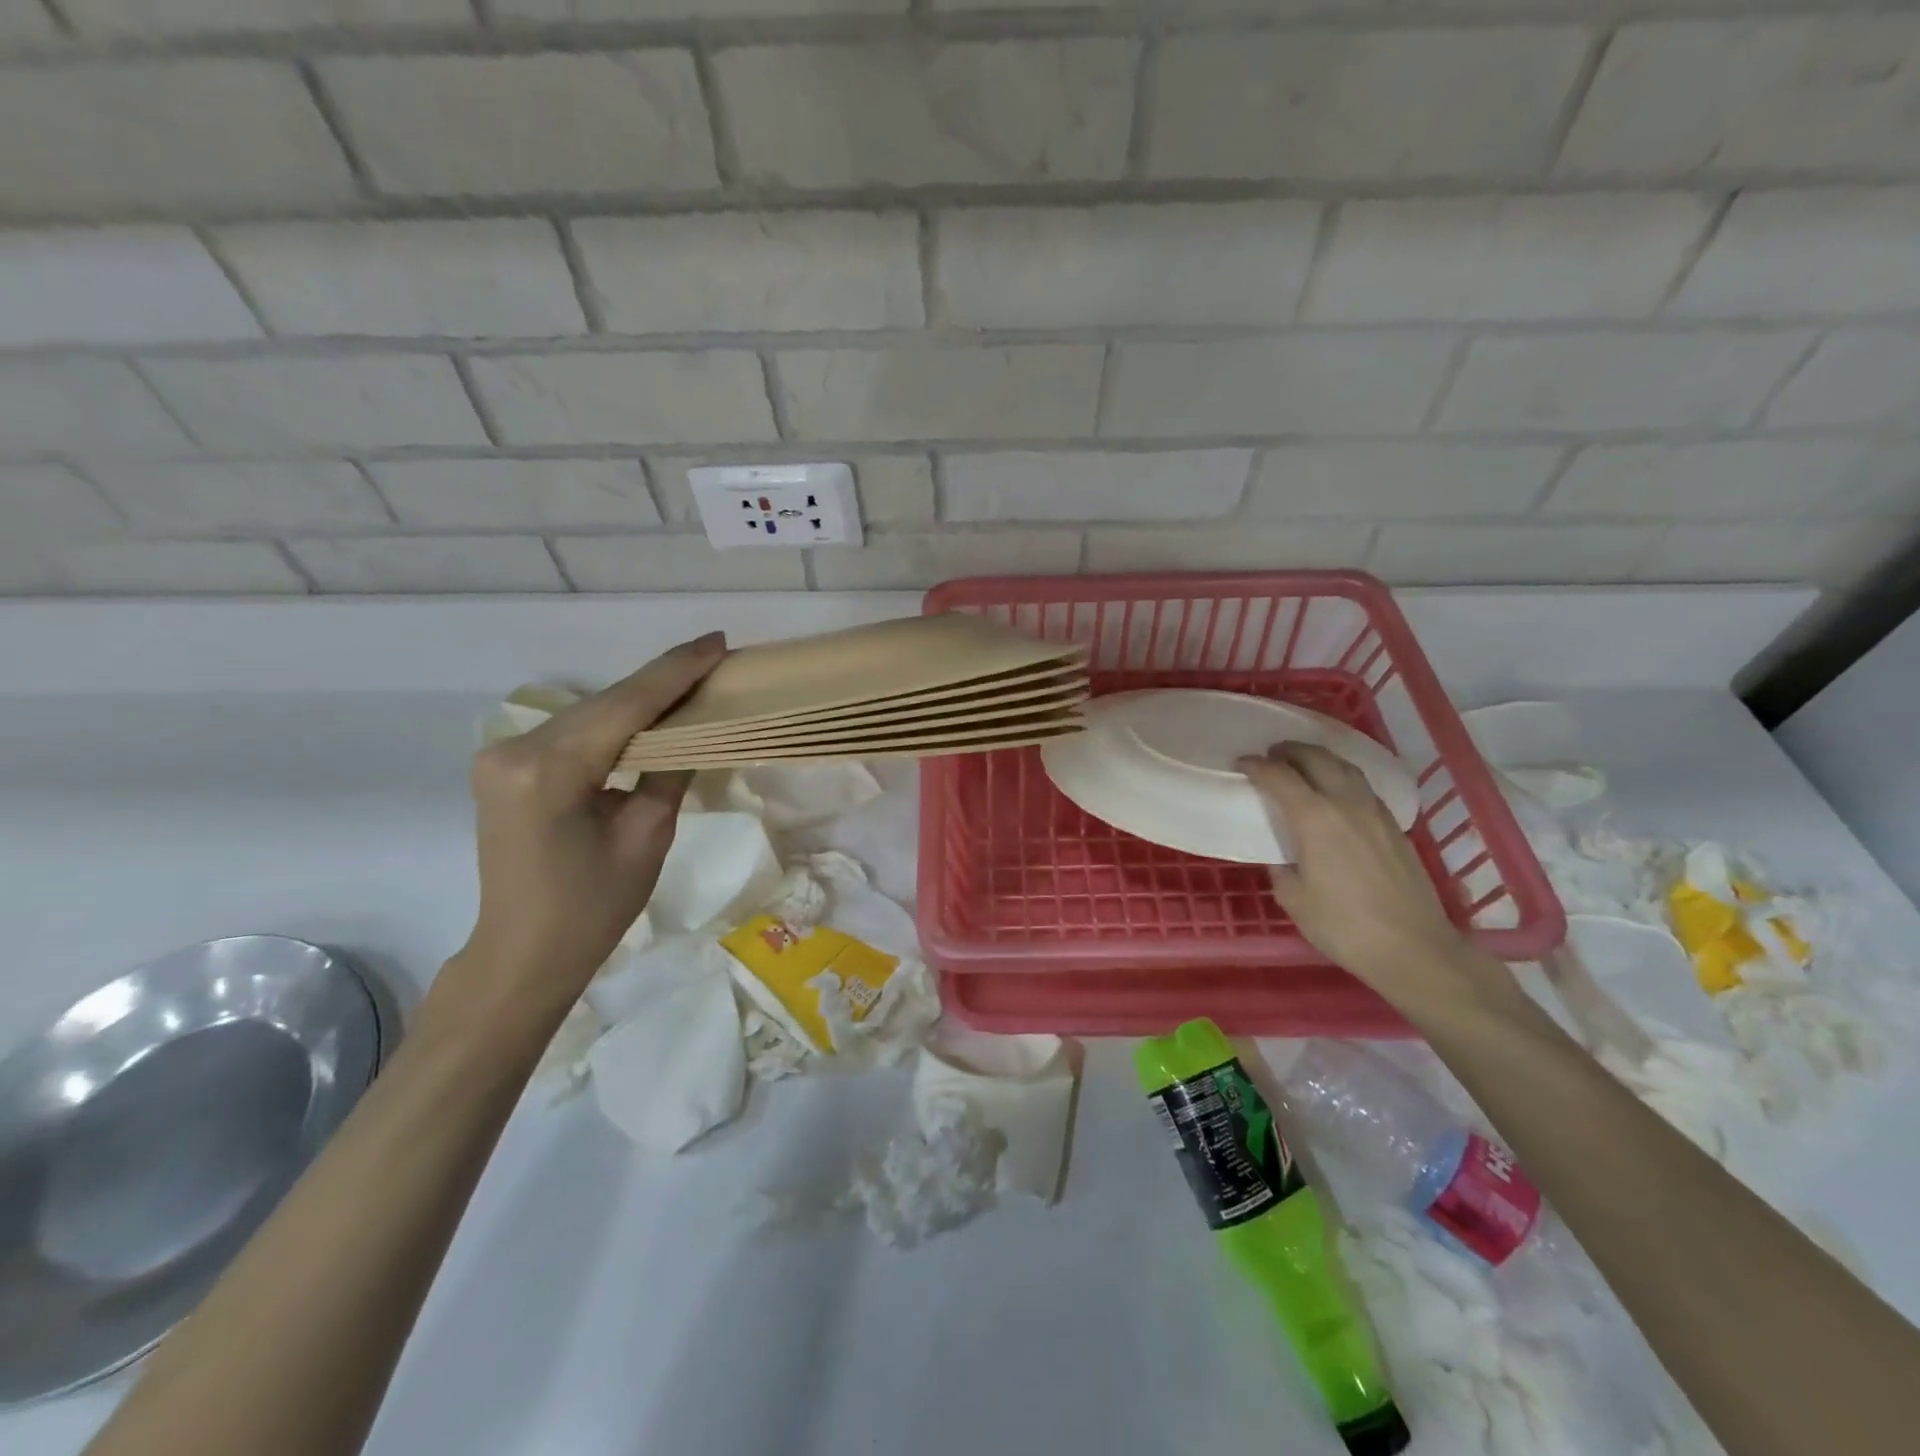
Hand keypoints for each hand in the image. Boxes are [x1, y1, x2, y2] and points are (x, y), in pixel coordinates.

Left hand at [445, 632, 726, 1029]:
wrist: (524, 953)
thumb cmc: (592, 908)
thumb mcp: (647, 836)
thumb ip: (671, 769)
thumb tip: (697, 725)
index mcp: (547, 770)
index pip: (626, 705)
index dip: (676, 671)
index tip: (718, 641)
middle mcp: (514, 749)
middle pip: (606, 704)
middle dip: (663, 682)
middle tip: (716, 659)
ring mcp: (503, 756)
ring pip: (590, 714)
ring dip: (641, 701)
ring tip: (694, 682)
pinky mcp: (507, 767)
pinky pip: (575, 733)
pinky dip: (615, 723)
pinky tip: (651, 716)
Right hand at [1237, 742, 1472, 991]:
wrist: (1413, 948)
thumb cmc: (1343, 926)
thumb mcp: (1294, 899)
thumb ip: (1281, 867)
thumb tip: (1283, 856)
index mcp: (1315, 818)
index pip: (1280, 776)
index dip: (1257, 766)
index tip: (1241, 764)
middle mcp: (1346, 803)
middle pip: (1316, 759)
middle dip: (1290, 751)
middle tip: (1271, 756)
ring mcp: (1375, 812)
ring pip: (1345, 767)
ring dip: (1319, 758)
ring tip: (1302, 764)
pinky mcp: (1394, 826)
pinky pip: (1362, 786)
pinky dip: (1341, 777)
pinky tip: (1336, 793)